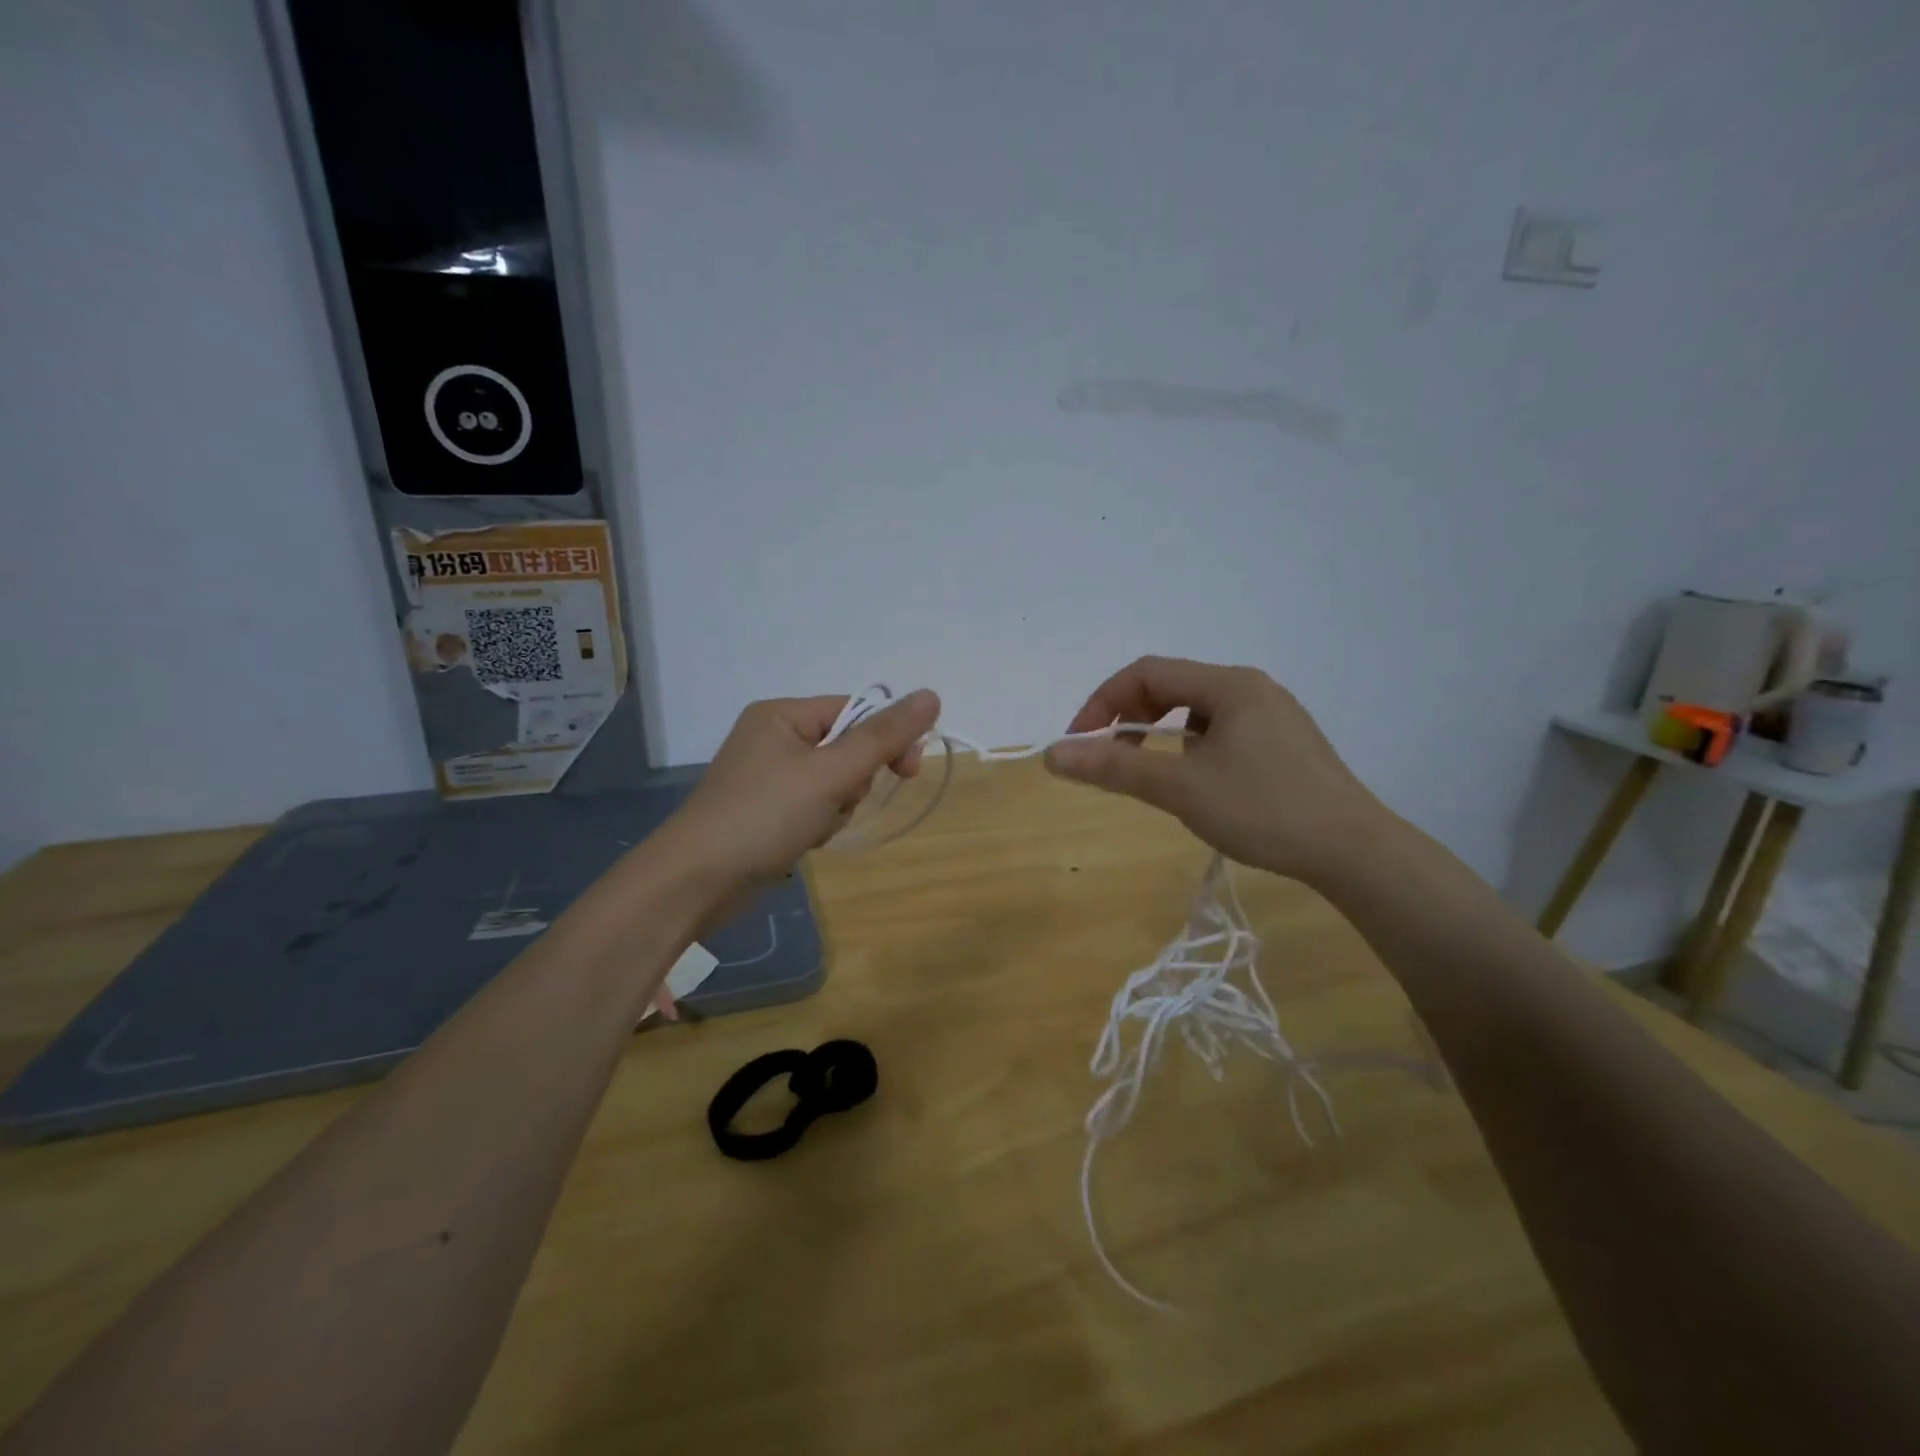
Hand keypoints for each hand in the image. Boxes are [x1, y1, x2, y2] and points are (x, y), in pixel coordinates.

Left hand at [662, 689, 941, 893]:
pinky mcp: (764, 810)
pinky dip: (818, 823)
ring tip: (814, 827)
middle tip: (841, 802)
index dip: (885, 739)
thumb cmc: (764, 816)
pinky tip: (803, 841)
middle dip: (853, 781)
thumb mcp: (831, 773)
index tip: (908, 771)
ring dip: (837, 807)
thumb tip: (931, 695)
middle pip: (845, 748)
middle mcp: (772, 738)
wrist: (695, 881)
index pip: (854, 711)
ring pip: (833, 782)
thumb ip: (883, 737)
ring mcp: (766, 776)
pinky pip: (813, 805)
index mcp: (781, 715)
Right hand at [1044, 656, 1387, 884]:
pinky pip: (1222, 730)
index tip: (1080, 743)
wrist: (1354, 852)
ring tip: (1151, 772)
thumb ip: (1114, 768)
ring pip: (1197, 711)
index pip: (1146, 672)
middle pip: (1172, 686)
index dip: (1103, 703)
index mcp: (1229, 685)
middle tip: (1108, 757)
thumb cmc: (1263, 810)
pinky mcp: (1285, 743)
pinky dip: (1192, 747)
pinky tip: (1198, 782)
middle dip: (1130, 717)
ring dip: (1160, 733)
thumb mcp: (1180, 788)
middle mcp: (1252, 688)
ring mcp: (1273, 715)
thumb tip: (1053, 755)